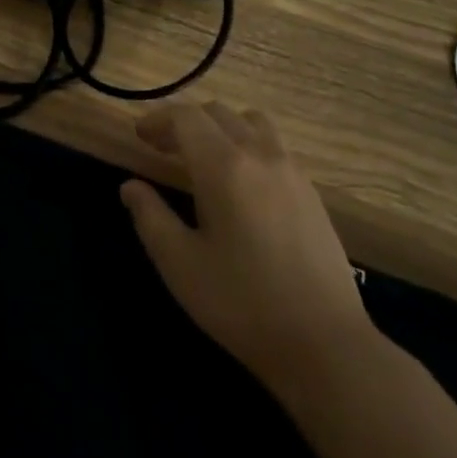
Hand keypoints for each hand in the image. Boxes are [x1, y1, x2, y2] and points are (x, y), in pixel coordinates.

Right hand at [121, 103, 375, 390]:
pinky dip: (248, 144)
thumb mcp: (180, 264)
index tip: (140, 137)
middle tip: (163, 148)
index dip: (158, 120)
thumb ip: (149, 217)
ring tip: (205, 158)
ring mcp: (291, 170)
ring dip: (221, 127)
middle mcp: (259, 154)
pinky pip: (273, 145)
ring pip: (250, 122)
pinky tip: (241, 183)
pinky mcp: (312, 191)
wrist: (326, 344)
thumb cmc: (242, 303)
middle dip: (185, 122)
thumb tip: (130, 186)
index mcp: (223, 166)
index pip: (185, 117)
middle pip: (217, 113)